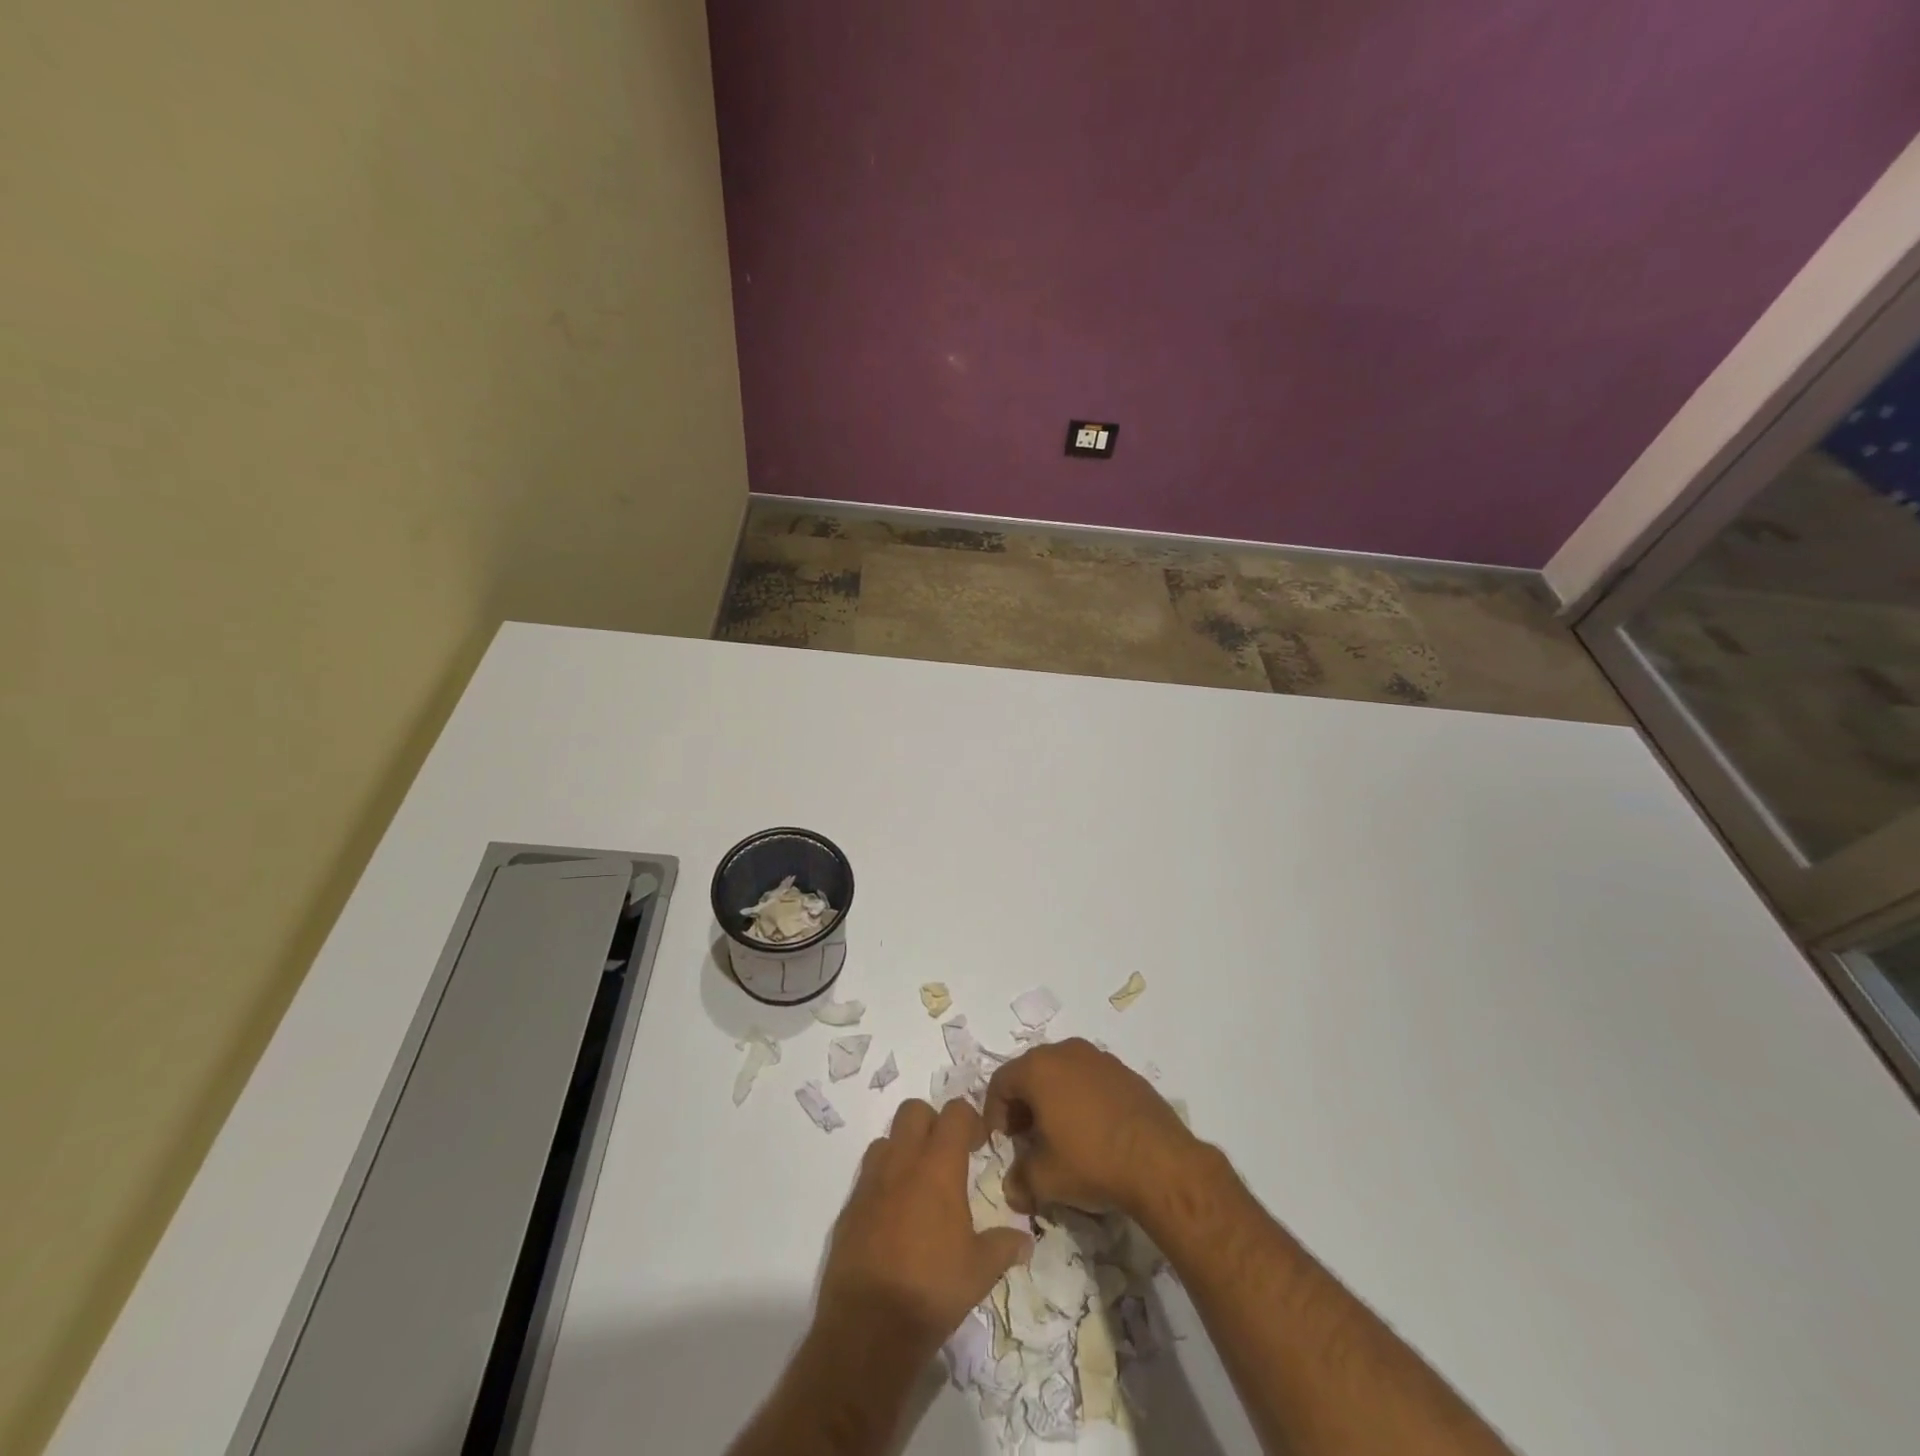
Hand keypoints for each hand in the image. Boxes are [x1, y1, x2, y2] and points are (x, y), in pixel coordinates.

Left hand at [817, 1098, 1032, 1363]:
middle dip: (932, 1123)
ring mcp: (871, 1181)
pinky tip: (894, 1215)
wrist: (869, 1326)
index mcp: (938, 1166)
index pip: (955, 1112)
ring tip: (919, 1183)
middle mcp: (902, 1162)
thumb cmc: (932, 1289)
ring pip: (887, 1139)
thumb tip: (1026, 1241)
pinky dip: (883, 1182)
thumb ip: (1003, 1246)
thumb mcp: (980, 1270)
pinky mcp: (850, 1206)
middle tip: (948, 1155)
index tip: (979, 1143)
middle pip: (914, 1110)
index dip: (969, 1119)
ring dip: (904, 1149)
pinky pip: (868, 1175)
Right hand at [984, 1037, 1199, 1217]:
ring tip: (1059, 1134)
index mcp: (1038, 1068)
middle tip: (1026, 1137)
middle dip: (1023, 1104)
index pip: (1000, 1082)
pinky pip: (1089, 1078)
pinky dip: (1081, 1097)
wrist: (1159, 1161)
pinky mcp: (1124, 1070)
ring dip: (1052, 1098)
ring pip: (1062, 1072)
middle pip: (1030, 1072)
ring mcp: (1098, 1057)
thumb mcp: (1045, 1179)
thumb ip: (1019, 1179)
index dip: (994, 1112)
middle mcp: (1065, 1052)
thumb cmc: (1091, 1161)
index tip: (1002, 1141)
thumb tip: (1012, 1188)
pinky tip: (1092, 1129)